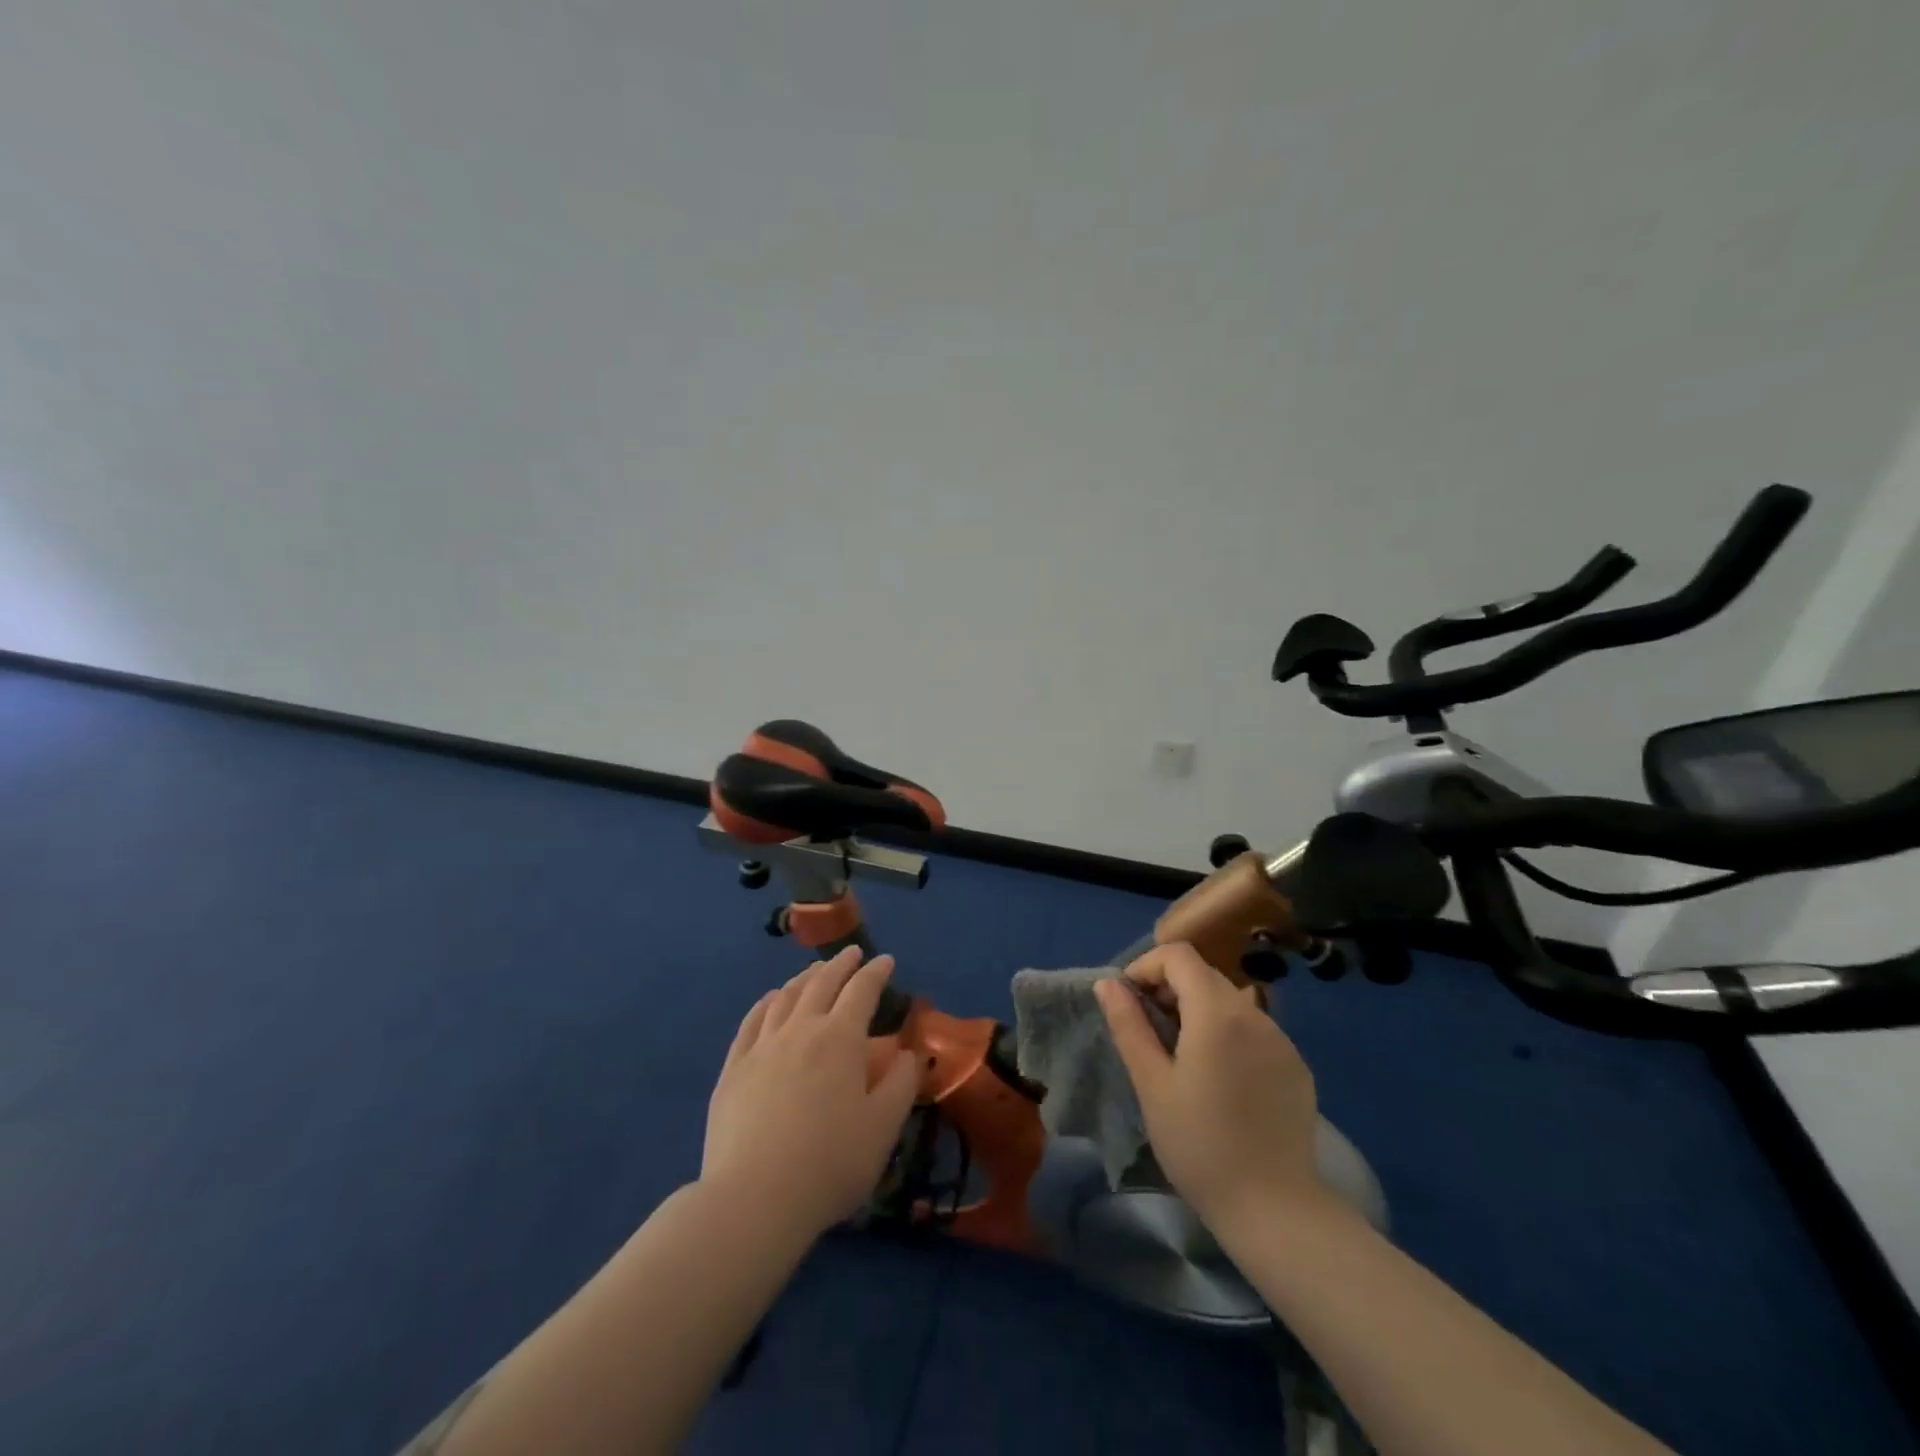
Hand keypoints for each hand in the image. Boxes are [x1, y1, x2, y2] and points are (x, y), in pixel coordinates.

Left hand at [703, 947, 923, 1240]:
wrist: (754, 1199)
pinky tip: (772, 1000)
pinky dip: (767, 1002)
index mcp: (840, 1038)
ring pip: (786, 996)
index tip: (886, 960)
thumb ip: (902, 1083)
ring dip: (805, 978)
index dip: (876, 972)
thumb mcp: (883, 1127)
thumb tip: (909, 1053)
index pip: (862, 990)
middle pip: (822, 983)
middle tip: (852, 954)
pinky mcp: (734, 1068)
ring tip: (815, 972)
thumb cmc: (830, 1163)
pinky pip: (752, 1021)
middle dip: (840, 964)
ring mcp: (762, 1046)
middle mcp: (801, 1029)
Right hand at [1095, 942, 1326, 1228]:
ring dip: (1198, 1011)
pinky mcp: (1296, 1066)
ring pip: (1230, 1001)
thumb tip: (1108, 984)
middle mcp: (1254, 1014)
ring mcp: (1282, 1040)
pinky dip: (1227, 1034)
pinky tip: (1220, 1080)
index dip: (1146, 967)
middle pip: (1204, 974)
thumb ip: (1129, 1025)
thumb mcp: (1152, 1084)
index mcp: (1217, 1013)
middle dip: (1169, 988)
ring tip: (1181, 1057)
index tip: (1129, 1002)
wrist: (1275, 1209)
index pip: (1179, 955)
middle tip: (1149, 1032)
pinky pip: (1254, 1030)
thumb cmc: (1200, 1145)